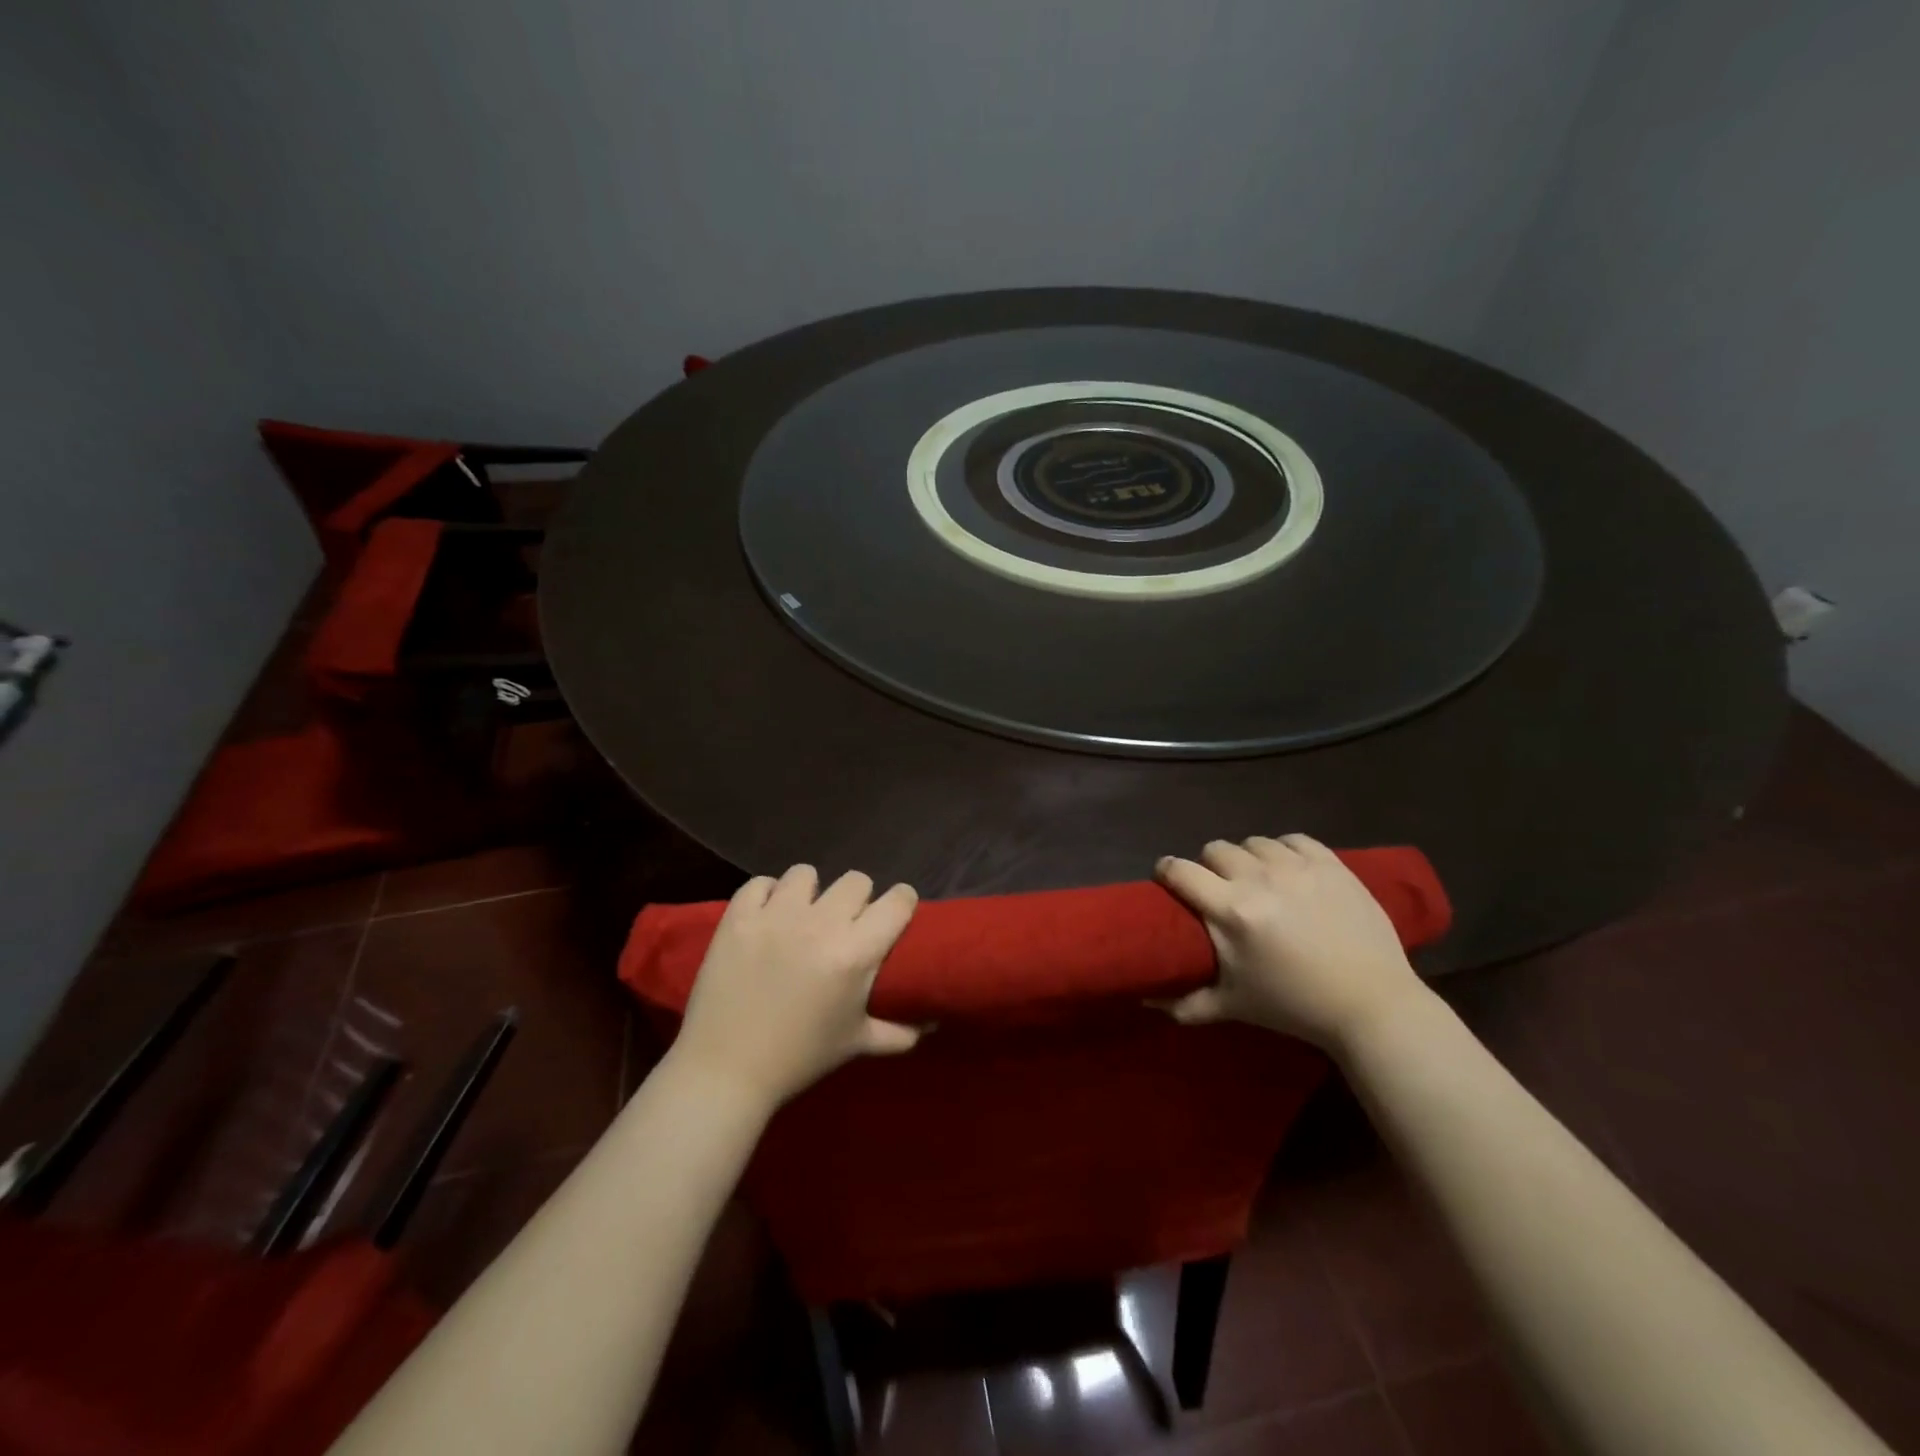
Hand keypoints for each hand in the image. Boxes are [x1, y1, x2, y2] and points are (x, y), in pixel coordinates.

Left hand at [671, 865, 920, 1108]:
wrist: (724, 1072)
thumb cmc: (798, 1058)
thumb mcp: (856, 1045)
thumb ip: (900, 1032)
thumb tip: (934, 1023)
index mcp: (855, 954)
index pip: (897, 901)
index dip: (901, 903)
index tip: (895, 914)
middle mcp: (820, 924)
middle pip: (856, 880)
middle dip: (857, 899)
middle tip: (845, 923)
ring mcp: (775, 916)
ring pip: (807, 873)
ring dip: (810, 892)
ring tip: (802, 915)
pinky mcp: (738, 918)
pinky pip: (759, 883)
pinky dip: (766, 895)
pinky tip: (767, 917)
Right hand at [1154, 834, 1428, 1051]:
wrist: (1372, 1006)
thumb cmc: (1294, 1006)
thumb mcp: (1233, 1006)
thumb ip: (1183, 1003)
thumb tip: (1144, 1000)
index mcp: (1231, 911)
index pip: (1180, 870)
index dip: (1166, 871)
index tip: (1168, 880)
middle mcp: (1260, 879)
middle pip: (1215, 849)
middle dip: (1209, 866)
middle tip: (1219, 888)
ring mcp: (1298, 868)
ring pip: (1254, 842)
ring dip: (1248, 858)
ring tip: (1257, 879)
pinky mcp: (1331, 864)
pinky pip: (1294, 839)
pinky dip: (1285, 850)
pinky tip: (1289, 869)